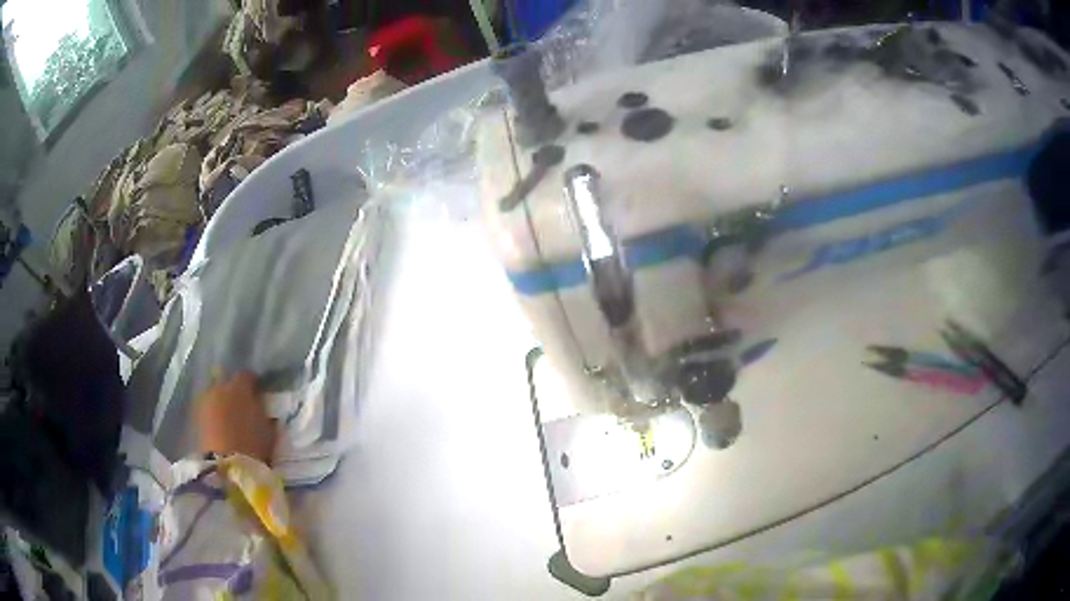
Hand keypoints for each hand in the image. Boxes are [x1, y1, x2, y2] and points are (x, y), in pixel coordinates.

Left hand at [196, 370, 275, 464]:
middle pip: (226, 382)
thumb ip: (263, 413)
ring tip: (228, 418)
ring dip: (221, 402)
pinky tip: (220, 427)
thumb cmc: (253, 446)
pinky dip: (213, 415)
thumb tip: (260, 406)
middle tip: (241, 406)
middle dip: (232, 391)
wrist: (226, 466)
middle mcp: (219, 388)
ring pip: (214, 395)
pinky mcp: (196, 417)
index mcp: (239, 387)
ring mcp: (205, 401)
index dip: (252, 384)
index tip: (257, 394)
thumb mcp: (267, 430)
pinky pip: (207, 410)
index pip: (246, 376)